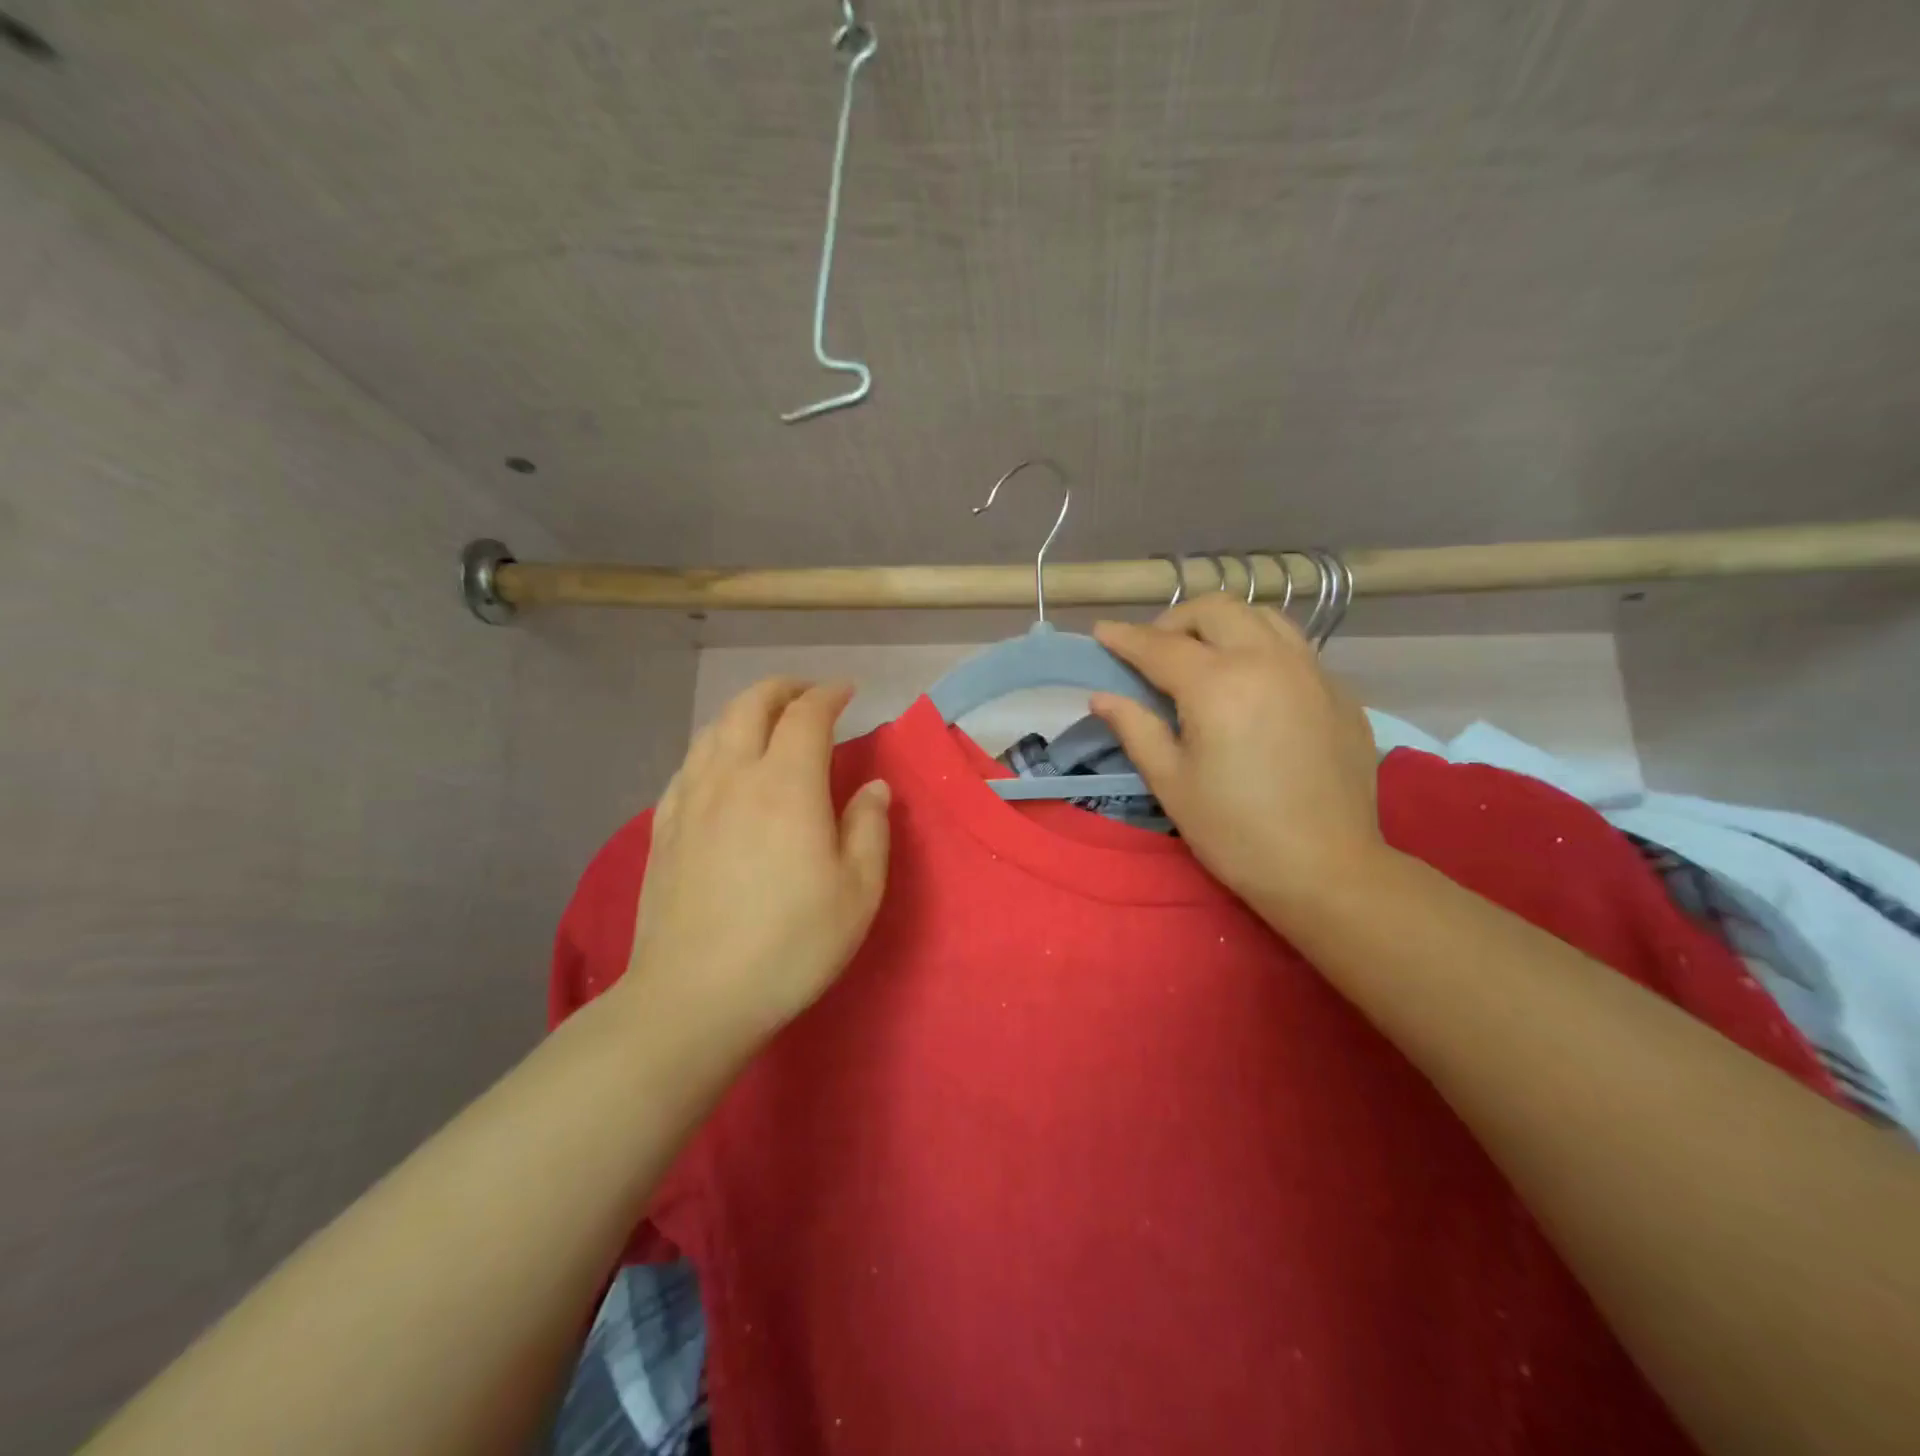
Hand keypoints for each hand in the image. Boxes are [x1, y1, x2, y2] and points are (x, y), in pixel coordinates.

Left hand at [616, 678, 891, 1054]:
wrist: (694, 996)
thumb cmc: (790, 945)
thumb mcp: (857, 892)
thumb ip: (870, 829)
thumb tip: (873, 788)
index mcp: (786, 785)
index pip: (806, 715)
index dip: (829, 694)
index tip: (848, 692)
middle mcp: (733, 776)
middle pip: (751, 706)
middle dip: (783, 689)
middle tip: (809, 695)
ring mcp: (690, 799)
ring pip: (714, 730)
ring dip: (745, 711)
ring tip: (767, 721)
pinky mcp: (663, 827)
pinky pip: (688, 764)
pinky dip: (713, 747)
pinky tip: (720, 767)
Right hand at [1089, 597, 1384, 919]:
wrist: (1326, 868)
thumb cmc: (1234, 831)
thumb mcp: (1171, 782)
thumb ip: (1135, 728)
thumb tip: (1102, 696)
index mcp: (1218, 684)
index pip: (1160, 645)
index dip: (1125, 638)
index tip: (1101, 631)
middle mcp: (1267, 660)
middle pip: (1216, 610)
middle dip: (1176, 619)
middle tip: (1155, 649)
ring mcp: (1311, 671)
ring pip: (1262, 616)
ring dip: (1223, 624)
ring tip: (1204, 654)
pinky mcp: (1339, 691)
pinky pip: (1294, 647)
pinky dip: (1261, 648)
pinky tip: (1251, 685)